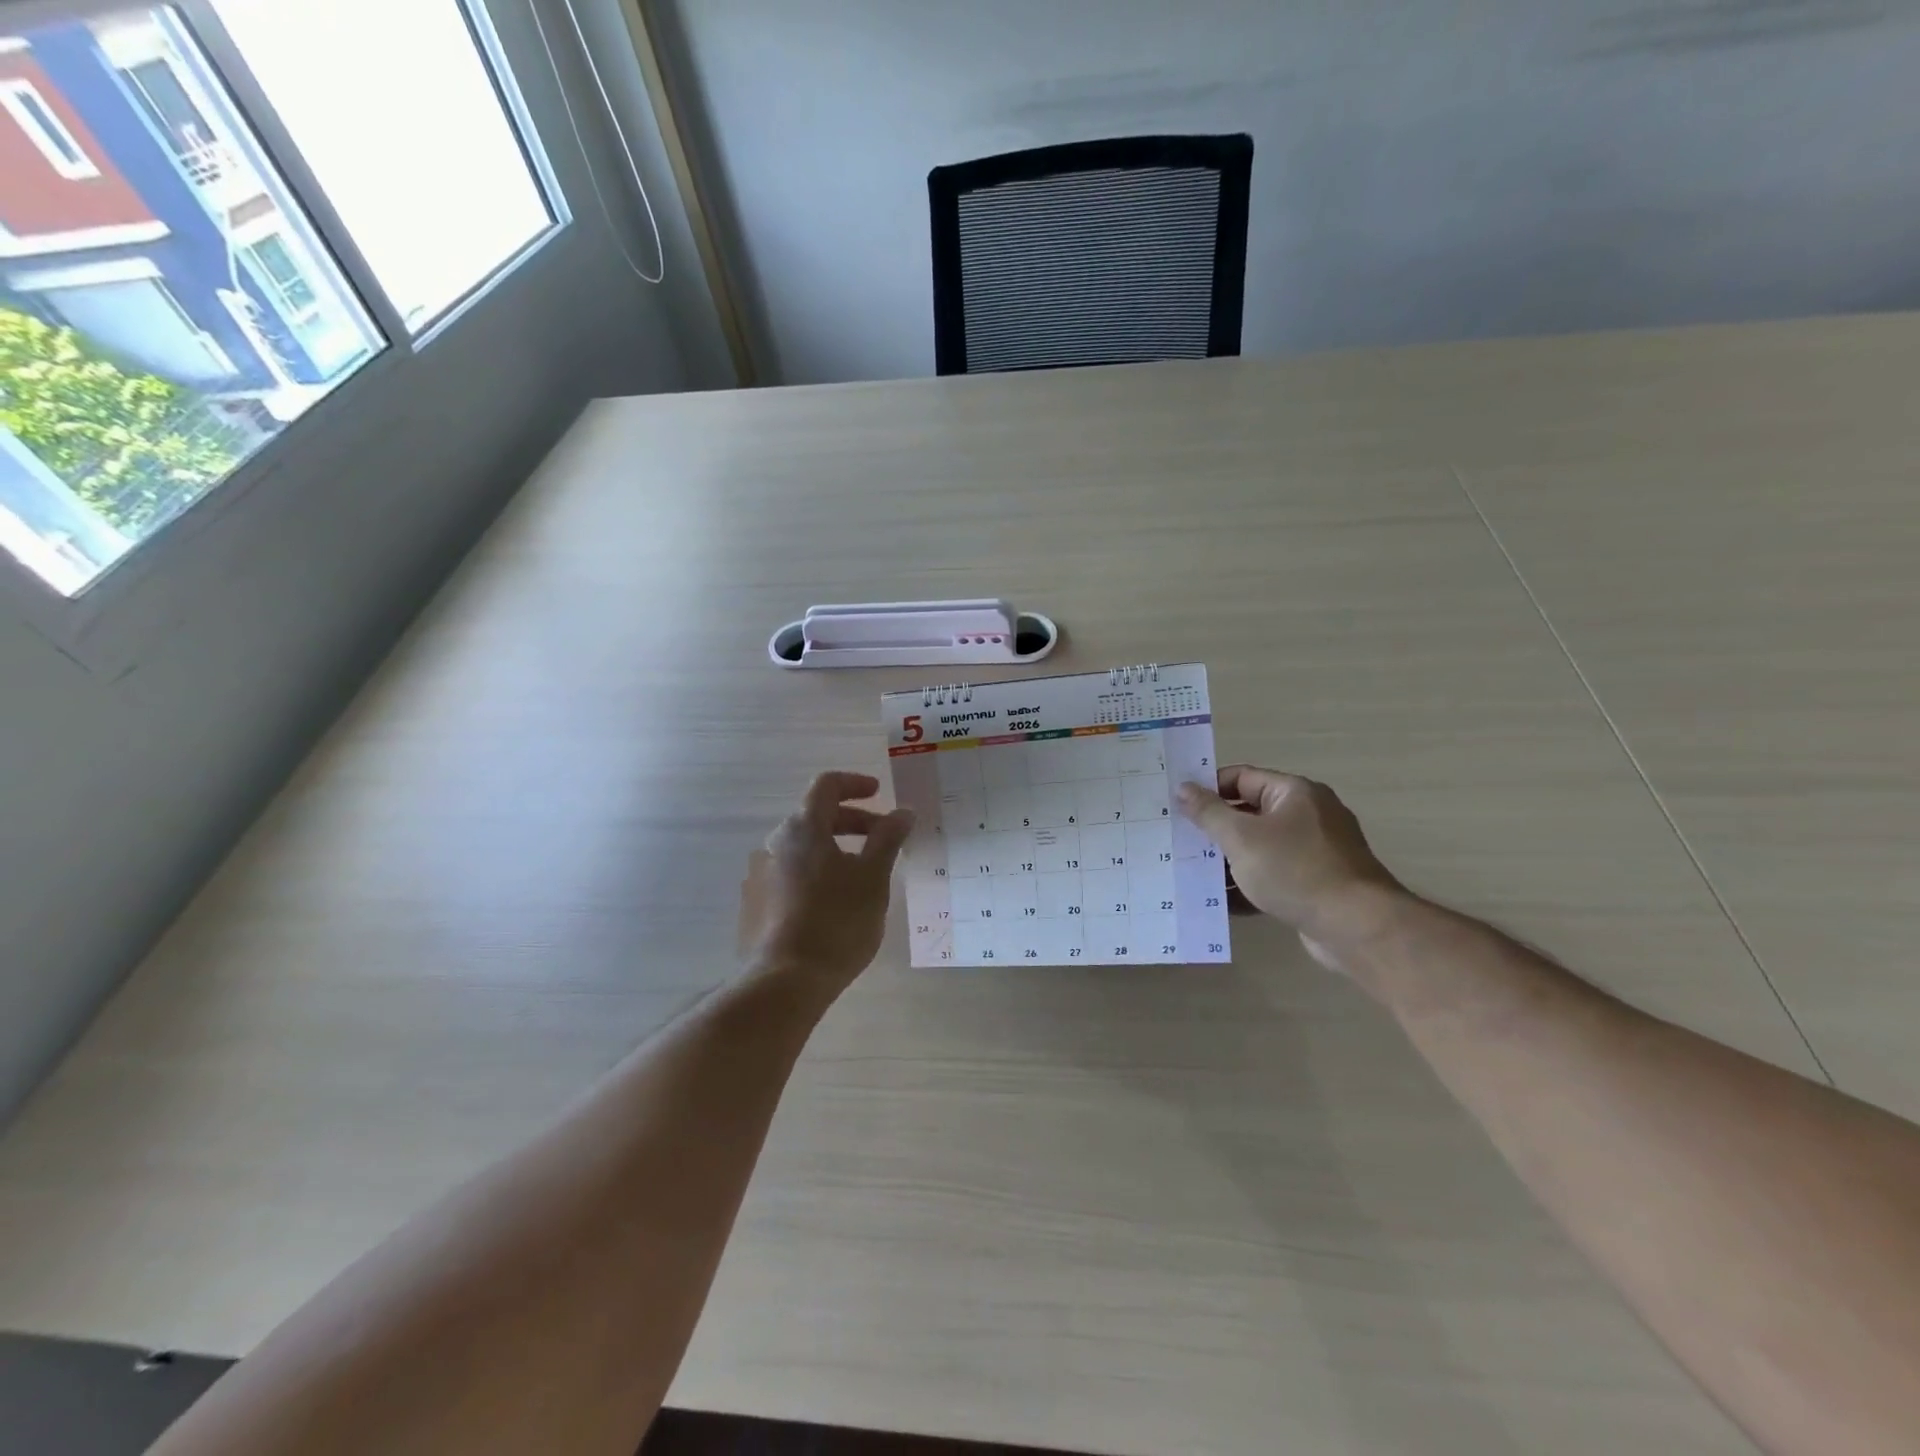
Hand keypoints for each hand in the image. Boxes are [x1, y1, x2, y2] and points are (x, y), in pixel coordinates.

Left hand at [739, 771, 914, 995]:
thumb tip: (903, 811)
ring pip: (803, 848)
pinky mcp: (755, 904)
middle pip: (815, 816)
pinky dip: (817, 873)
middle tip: (883, 838)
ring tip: (863, 874)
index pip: (827, 785)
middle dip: (853, 821)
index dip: (855, 783)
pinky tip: (835, 902)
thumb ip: (888, 838)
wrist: (784, 982)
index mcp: (802, 828)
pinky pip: (791, 874)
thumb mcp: (873, 877)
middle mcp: (774, 843)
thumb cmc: (836, 921)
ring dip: (834, 849)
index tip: (880, 793)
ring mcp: (760, 875)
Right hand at [1177, 767, 1407, 965]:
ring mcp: (1315, 851)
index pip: (1241, 778)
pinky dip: (1249, 885)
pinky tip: (1221, 902)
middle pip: (1249, 813)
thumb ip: (1209, 812)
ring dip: (1228, 861)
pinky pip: (1273, 877)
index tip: (1177, 807)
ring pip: (1259, 848)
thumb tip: (1183, 788)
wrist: (1355, 926)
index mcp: (1293, 793)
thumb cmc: (1295, 870)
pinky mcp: (1316, 884)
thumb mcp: (1242, 837)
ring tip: (1192, 874)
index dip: (1208, 789)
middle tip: (1179, 841)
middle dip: (1215, 829)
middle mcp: (1308, 815)